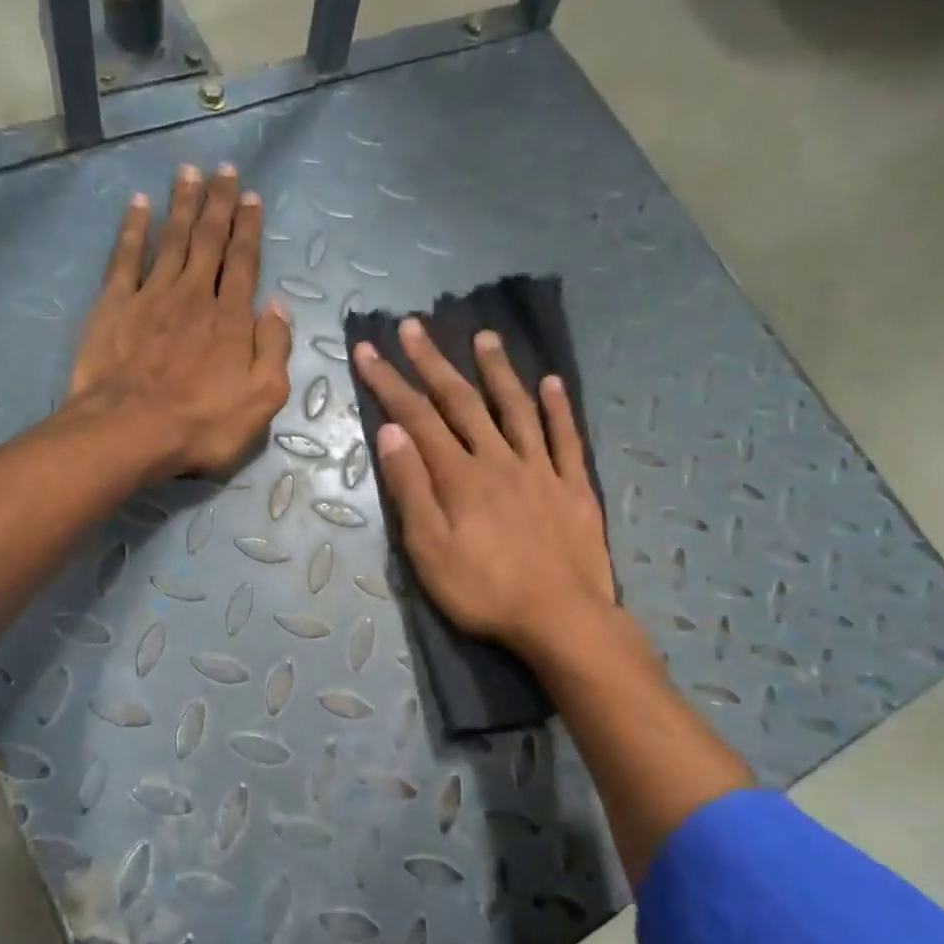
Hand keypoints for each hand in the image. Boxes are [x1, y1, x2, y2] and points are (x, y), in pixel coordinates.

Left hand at [66, 162, 291, 478]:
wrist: (131, 430)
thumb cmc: (203, 424)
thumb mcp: (262, 398)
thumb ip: (274, 349)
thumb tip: (278, 307)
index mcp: (231, 319)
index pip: (243, 263)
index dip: (249, 229)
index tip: (252, 197)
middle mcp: (194, 296)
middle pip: (209, 241)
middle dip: (219, 203)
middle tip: (224, 170)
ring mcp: (152, 296)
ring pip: (172, 240)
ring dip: (182, 205)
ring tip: (189, 172)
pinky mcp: (115, 306)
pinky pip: (126, 258)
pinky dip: (133, 229)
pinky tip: (139, 206)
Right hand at [353, 319, 617, 660]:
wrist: (560, 618)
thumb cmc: (484, 591)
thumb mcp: (429, 550)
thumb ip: (411, 489)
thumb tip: (391, 432)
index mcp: (459, 476)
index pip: (416, 418)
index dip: (389, 382)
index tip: (369, 349)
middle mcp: (498, 459)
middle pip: (461, 402)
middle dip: (433, 363)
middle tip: (413, 326)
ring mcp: (541, 469)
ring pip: (515, 409)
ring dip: (497, 371)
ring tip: (484, 337)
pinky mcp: (574, 487)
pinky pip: (566, 438)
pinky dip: (558, 408)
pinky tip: (552, 383)